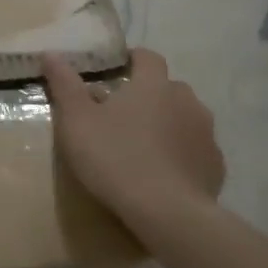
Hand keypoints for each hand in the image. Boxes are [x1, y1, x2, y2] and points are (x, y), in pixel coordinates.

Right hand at [42, 49, 225, 232]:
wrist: (167, 213)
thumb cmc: (115, 158)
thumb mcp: (76, 121)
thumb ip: (65, 85)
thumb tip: (51, 54)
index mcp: (153, 85)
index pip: (147, 57)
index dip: (132, 60)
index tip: (114, 72)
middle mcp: (187, 101)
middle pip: (168, 88)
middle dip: (148, 96)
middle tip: (122, 116)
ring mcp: (206, 134)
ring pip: (185, 118)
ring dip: (167, 125)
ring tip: (143, 147)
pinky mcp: (215, 166)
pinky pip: (196, 150)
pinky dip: (181, 155)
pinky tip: (163, 175)